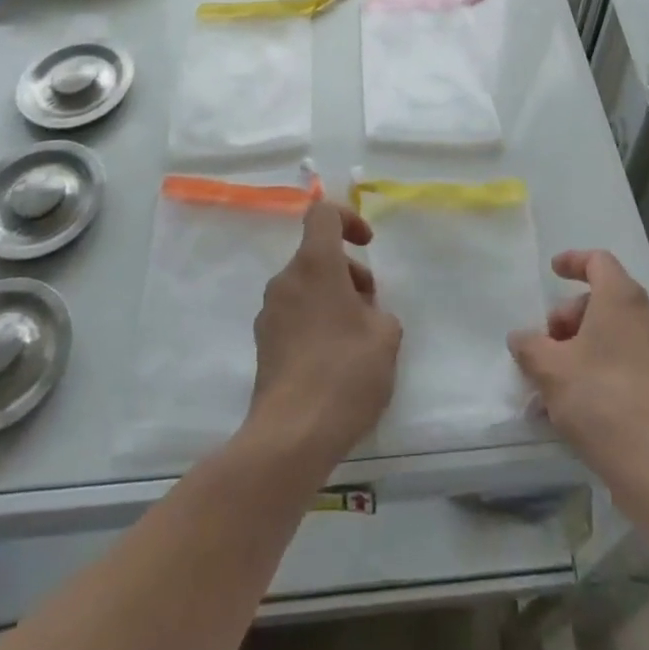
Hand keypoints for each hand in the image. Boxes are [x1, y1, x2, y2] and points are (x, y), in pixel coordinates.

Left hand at [246, 201, 401, 468]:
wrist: (291, 435)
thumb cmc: (344, 373)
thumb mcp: (386, 337)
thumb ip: (380, 313)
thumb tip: (365, 315)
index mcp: (315, 264)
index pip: (323, 213)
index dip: (348, 218)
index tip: (367, 245)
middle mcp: (286, 279)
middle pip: (317, 255)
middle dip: (348, 273)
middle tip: (370, 309)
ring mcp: (269, 312)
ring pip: (305, 287)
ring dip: (332, 299)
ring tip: (356, 342)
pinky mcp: (263, 345)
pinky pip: (293, 316)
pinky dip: (314, 323)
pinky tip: (333, 364)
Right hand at [509, 250, 648, 487]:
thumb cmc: (601, 402)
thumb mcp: (550, 370)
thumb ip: (530, 346)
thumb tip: (521, 338)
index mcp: (622, 299)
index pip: (598, 261)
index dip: (573, 261)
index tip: (552, 272)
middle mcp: (648, 316)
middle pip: (603, 299)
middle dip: (570, 317)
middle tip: (547, 346)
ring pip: (615, 332)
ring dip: (583, 346)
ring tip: (555, 381)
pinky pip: (629, 359)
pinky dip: (603, 366)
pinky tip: (578, 402)